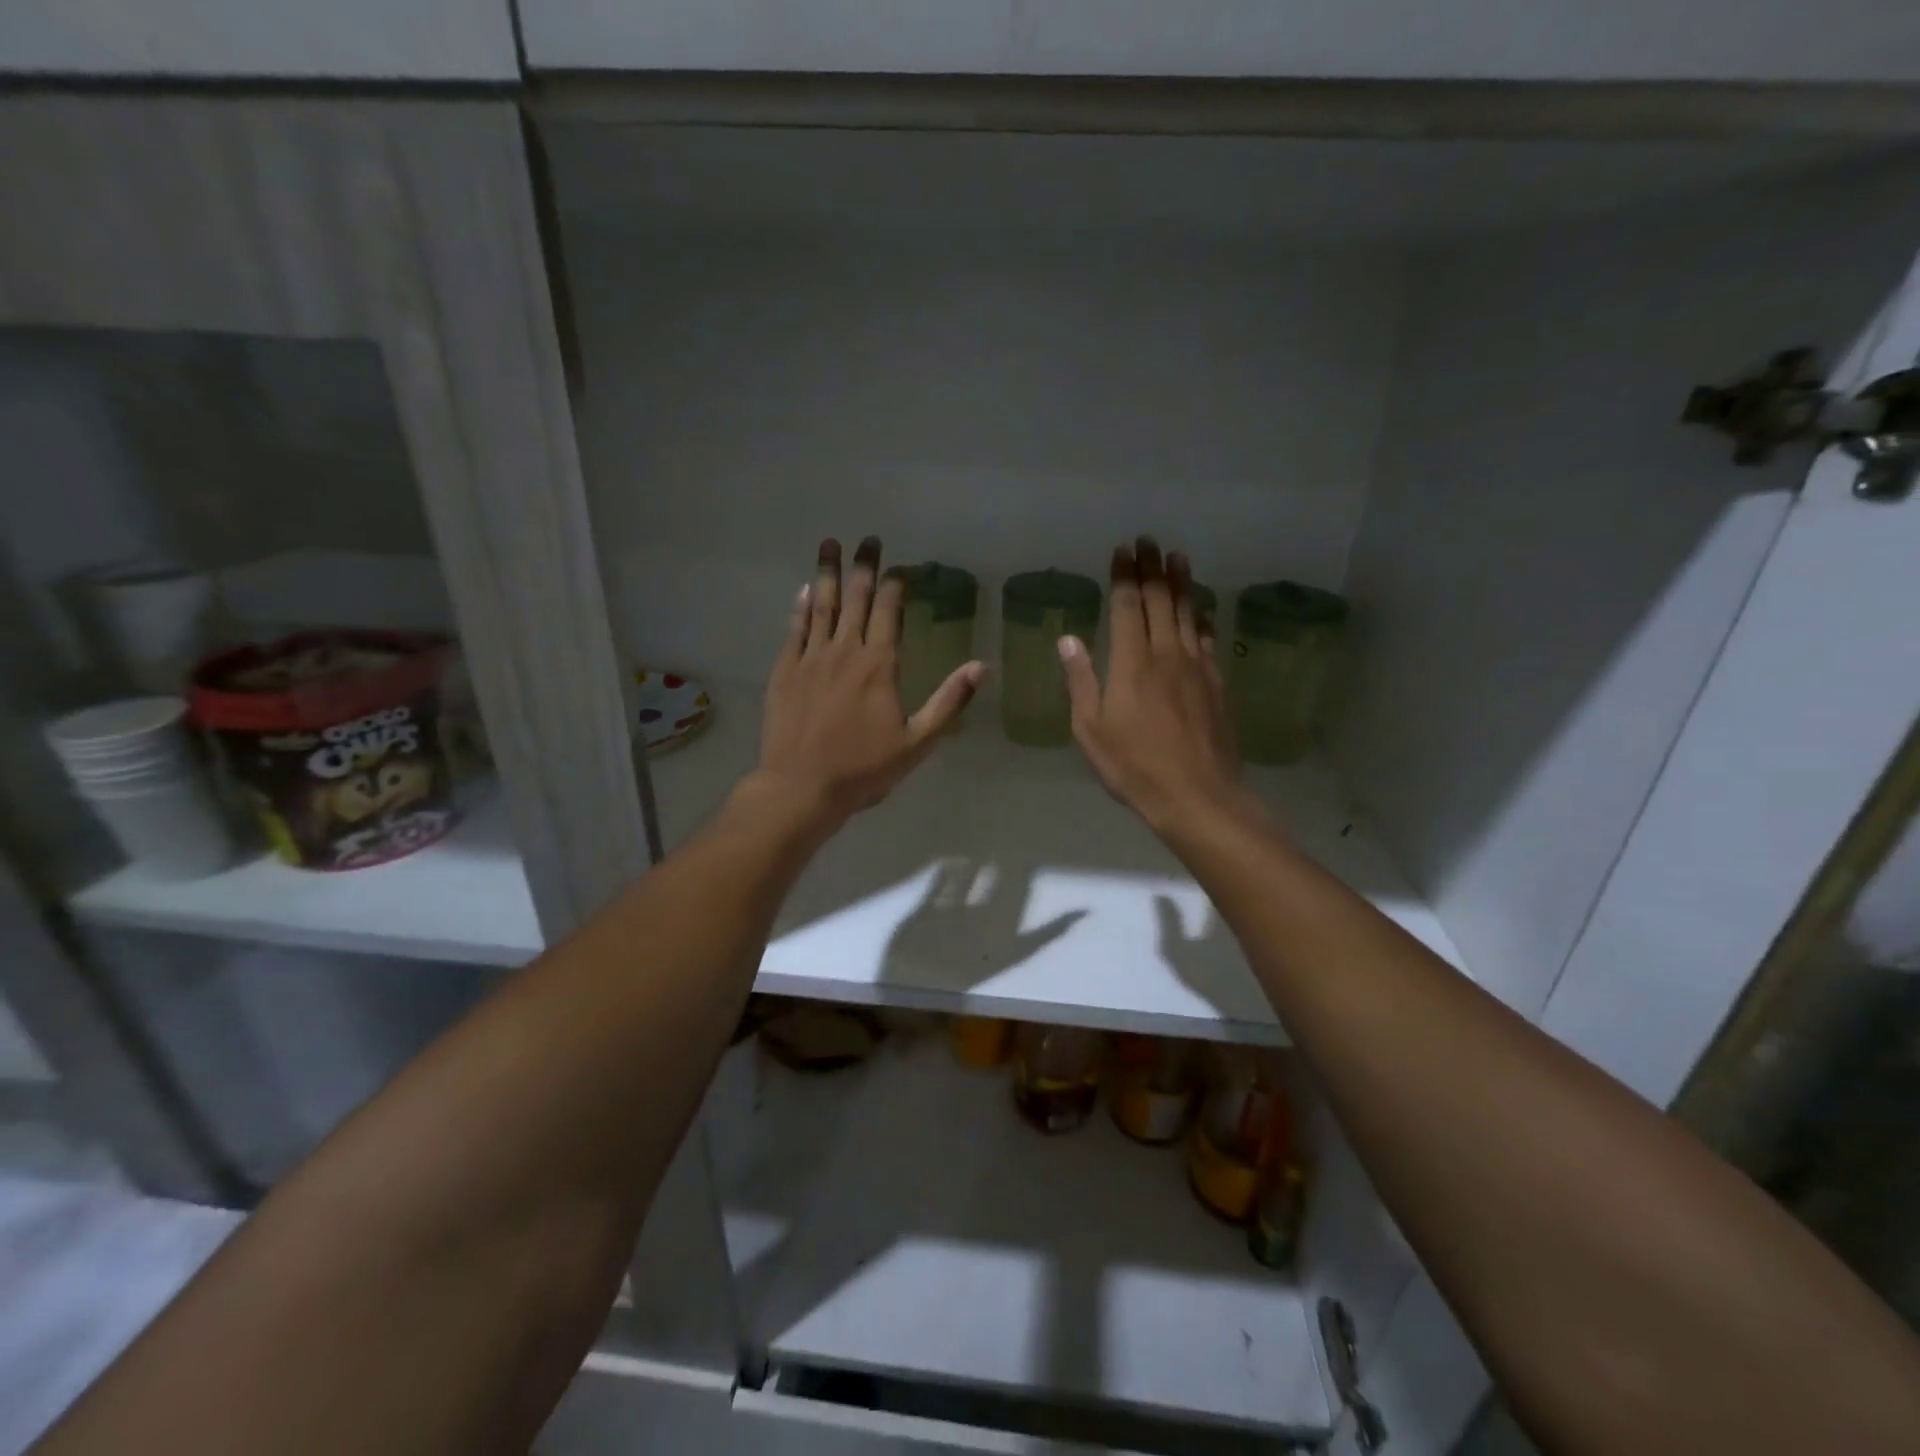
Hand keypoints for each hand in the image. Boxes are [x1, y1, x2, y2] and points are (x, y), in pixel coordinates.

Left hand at [755, 536, 983, 830]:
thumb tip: (981, 666)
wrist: (800, 787)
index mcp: (878, 664)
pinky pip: (795, 628)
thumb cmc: (863, 768)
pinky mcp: (785, 671)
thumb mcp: (918, 742)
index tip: (900, 565)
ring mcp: (810, 658)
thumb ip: (949, 702)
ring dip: (827, 572)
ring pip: (821, 605)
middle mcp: (844, 651)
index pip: (888, 611)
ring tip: (830, 543)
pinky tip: (805, 590)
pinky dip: (801, 606)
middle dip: (863, 566)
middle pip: (855, 598)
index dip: (895, 584)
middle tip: (867, 539)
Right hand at [1059, 538, 1257, 835]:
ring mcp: (1195, 667)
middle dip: (1152, 569)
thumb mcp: (1091, 729)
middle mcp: (1165, 654)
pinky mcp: (1215, 683)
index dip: (1125, 576)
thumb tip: (1068, 639)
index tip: (1123, 550)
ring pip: (1187, 613)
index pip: (1128, 607)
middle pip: (1160, 601)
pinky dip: (1201, 617)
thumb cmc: (1133, 766)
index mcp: (1131, 663)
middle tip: (1149, 541)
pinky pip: (1206, 639)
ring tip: (1177, 558)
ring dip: (1181, 583)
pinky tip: (1201, 609)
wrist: (1196, 794)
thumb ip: (1081, 681)